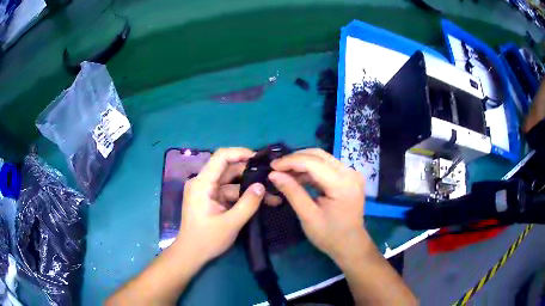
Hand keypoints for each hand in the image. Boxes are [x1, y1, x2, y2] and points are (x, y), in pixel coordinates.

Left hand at [175, 148, 266, 263]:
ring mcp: (206, 191)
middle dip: (250, 173)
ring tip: (272, 195)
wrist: (191, 255)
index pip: (221, 157)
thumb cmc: (207, 240)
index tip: (260, 159)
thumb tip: (262, 186)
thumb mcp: (231, 223)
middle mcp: (202, 182)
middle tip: (271, 178)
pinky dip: (242, 197)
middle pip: (228, 169)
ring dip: (249, 188)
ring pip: (231, 182)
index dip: (240, 153)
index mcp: (202, 183)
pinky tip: (259, 202)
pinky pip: (228, 192)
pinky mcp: (210, 200)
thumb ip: (248, 204)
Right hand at [268, 149, 369, 262]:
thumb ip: (292, 192)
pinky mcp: (349, 177)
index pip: (313, 162)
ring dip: (302, 163)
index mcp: (342, 184)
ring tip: (284, 173)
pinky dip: (311, 169)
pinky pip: (327, 166)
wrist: (351, 245)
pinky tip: (298, 177)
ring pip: (322, 158)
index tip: (272, 166)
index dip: (290, 161)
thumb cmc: (330, 236)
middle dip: (295, 159)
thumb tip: (273, 174)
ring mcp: (351, 173)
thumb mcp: (308, 216)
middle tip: (277, 168)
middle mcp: (350, 173)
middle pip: (319, 155)